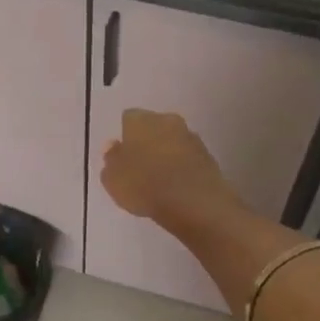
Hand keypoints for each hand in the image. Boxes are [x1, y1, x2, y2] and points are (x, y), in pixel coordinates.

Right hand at [101, 109, 236, 225]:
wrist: (194, 202)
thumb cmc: (144, 186)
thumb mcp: (113, 178)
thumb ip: (111, 159)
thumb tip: (113, 146)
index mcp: (140, 120)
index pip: (128, 118)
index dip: (125, 136)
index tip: (122, 155)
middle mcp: (167, 121)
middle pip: (154, 126)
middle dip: (147, 141)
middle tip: (140, 165)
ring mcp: (191, 137)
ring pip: (173, 140)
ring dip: (167, 153)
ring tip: (159, 179)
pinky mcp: (208, 156)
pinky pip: (188, 157)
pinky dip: (182, 167)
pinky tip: (177, 186)